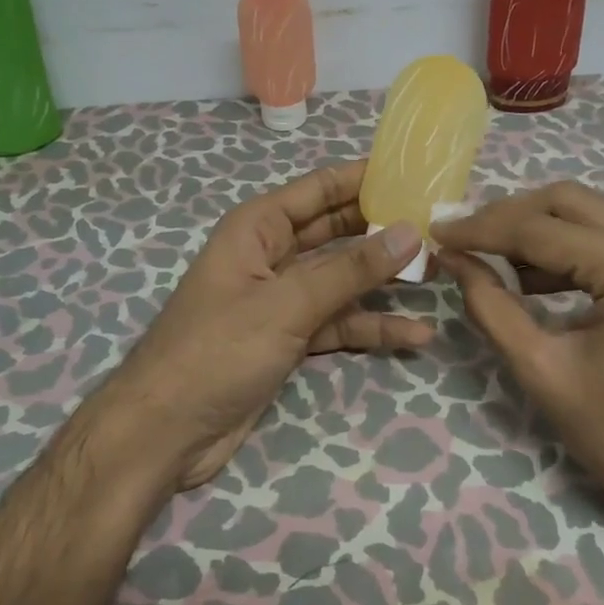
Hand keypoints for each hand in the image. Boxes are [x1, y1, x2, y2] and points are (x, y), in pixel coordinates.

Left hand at [99, 161, 428, 491]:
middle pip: (335, 232)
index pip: (319, 188)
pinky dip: (370, 328)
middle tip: (438, 226)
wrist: (166, 432)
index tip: (414, 172)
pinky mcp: (289, 338)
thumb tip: (408, 231)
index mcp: (258, 227)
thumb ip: (349, 269)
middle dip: (381, 231)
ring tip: (438, 277)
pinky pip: (337, 323)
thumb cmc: (217, 349)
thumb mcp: (287, 304)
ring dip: (383, 281)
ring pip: (342, 280)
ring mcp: (281, 299)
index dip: (364, 178)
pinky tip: (414, 334)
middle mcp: (271, 255)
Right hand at [432, 181, 603, 535]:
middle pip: (566, 200)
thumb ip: (490, 307)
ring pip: (592, 209)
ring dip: (540, 227)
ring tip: (495, 260)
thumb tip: (453, 259)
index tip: (437, 234)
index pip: (538, 228)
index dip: (480, 229)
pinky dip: (574, 242)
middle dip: (508, 216)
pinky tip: (542, 275)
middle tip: (464, 240)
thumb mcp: (544, 371)